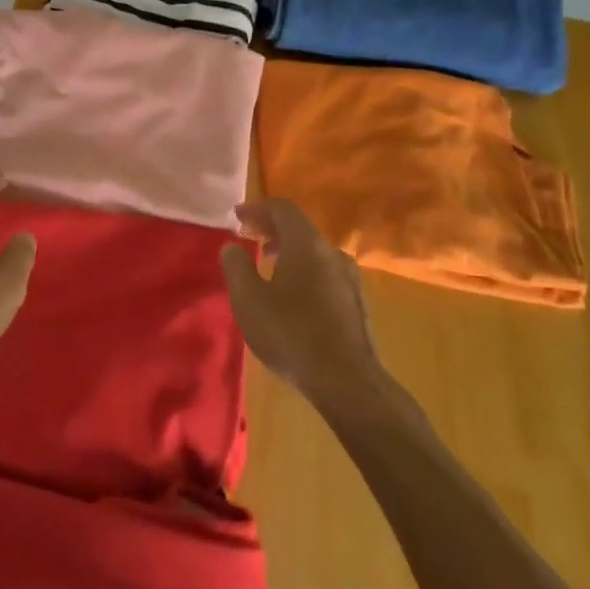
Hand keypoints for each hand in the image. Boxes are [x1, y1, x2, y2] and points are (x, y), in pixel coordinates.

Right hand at [221, 199, 379, 404]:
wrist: (348, 381)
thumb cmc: (291, 334)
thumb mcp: (248, 300)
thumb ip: (236, 267)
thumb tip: (232, 246)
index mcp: (306, 244)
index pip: (283, 209)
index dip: (258, 208)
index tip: (237, 216)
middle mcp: (332, 253)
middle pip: (300, 228)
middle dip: (271, 229)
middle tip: (249, 237)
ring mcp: (349, 277)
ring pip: (314, 252)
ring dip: (288, 251)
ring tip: (267, 266)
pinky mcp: (357, 302)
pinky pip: (325, 272)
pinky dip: (304, 270)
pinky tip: (293, 295)